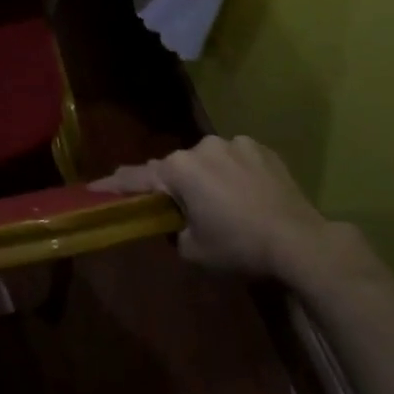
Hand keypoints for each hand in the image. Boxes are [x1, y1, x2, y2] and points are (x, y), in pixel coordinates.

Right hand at [92, 135, 377, 294]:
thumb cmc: (239, 246)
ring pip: (207, 161)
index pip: (137, 178)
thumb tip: (178, 221)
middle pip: (176, 168)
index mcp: (178, 170)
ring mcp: (234, 143)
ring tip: (224, 204)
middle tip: (183, 210)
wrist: (300, 241)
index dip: (113, 185)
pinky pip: (235, 158)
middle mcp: (201, 147)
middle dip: (176, 186)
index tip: (94, 187)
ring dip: (207, 177)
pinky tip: (248, 194)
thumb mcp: (194, 250)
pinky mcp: (260, 147)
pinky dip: (234, 173)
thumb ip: (174, 230)